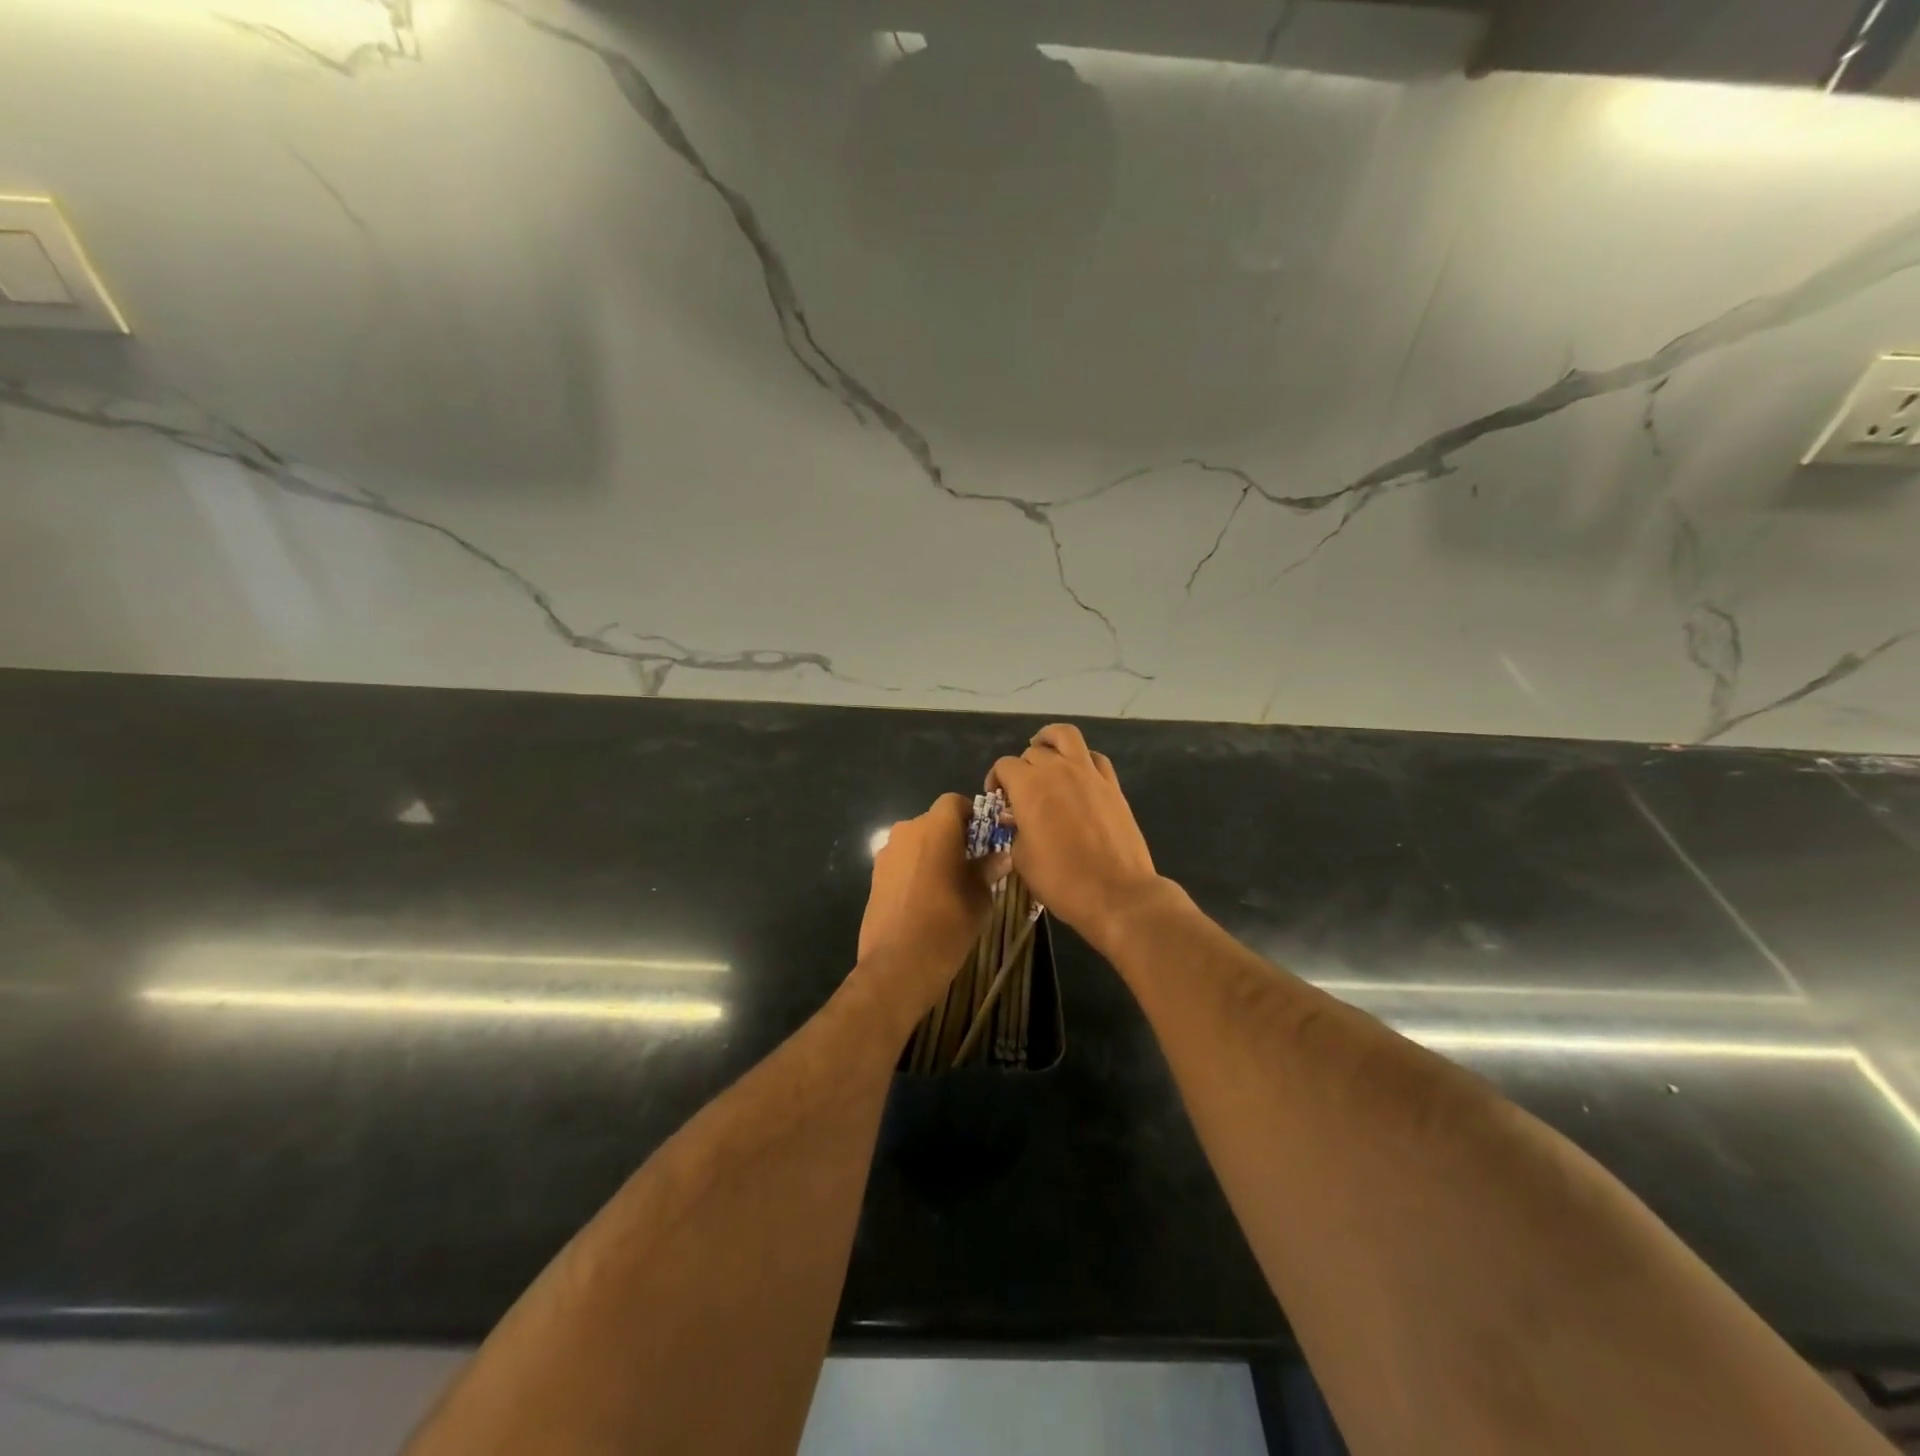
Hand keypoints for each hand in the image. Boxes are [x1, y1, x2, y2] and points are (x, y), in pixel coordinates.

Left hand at [858, 793, 993, 1014]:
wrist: (898, 964)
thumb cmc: (948, 924)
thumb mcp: (980, 897)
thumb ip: (988, 869)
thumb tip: (1001, 857)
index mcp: (936, 828)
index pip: (954, 802)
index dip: (971, 815)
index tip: (985, 838)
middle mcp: (907, 831)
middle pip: (934, 821)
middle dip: (952, 836)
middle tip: (971, 863)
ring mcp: (887, 853)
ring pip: (916, 842)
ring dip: (932, 853)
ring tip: (948, 884)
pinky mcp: (874, 876)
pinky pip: (902, 862)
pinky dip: (915, 870)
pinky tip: (926, 898)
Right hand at [989, 724, 1160, 947]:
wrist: (1116, 894)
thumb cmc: (1061, 880)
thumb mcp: (1022, 859)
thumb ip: (1015, 830)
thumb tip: (1017, 819)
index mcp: (1029, 787)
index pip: (1004, 766)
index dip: (996, 780)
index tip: (998, 800)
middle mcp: (1057, 770)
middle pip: (1032, 752)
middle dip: (1021, 768)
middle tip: (1021, 792)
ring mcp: (1088, 774)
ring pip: (1065, 735)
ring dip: (1050, 740)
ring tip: (1045, 754)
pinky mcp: (1112, 785)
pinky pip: (1095, 757)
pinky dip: (1082, 759)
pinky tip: (1077, 775)